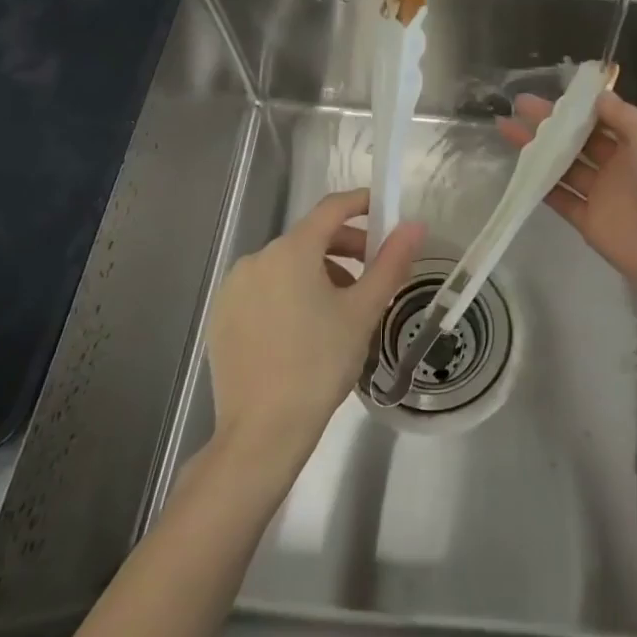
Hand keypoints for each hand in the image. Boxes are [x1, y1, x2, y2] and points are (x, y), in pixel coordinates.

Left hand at [204, 189, 424, 472]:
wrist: (262, 432)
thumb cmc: (320, 364)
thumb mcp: (363, 311)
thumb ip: (391, 262)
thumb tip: (415, 225)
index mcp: (291, 251)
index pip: (332, 209)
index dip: (361, 204)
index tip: (385, 212)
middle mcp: (256, 259)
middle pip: (309, 238)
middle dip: (345, 248)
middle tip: (373, 275)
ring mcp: (233, 289)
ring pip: (286, 266)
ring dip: (318, 274)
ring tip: (342, 310)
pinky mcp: (221, 317)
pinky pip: (264, 290)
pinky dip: (290, 295)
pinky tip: (305, 331)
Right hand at [497, 90, 636, 309]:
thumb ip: (622, 115)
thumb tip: (598, 96)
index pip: (600, 118)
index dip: (575, 106)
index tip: (549, 93)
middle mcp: (618, 165)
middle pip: (577, 140)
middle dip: (549, 123)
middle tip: (518, 106)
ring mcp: (601, 194)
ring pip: (563, 166)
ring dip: (538, 149)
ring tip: (507, 129)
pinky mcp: (588, 221)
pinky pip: (560, 199)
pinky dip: (540, 185)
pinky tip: (519, 168)